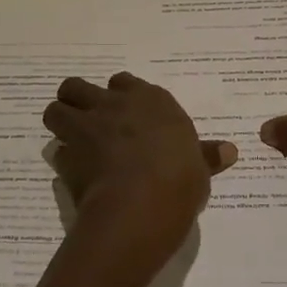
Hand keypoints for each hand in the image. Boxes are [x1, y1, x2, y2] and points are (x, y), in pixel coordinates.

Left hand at [42, 72, 237, 274]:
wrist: (141, 204)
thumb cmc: (179, 179)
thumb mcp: (199, 167)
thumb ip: (206, 155)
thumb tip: (230, 151)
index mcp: (148, 100)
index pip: (123, 81)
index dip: (119, 96)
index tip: (123, 112)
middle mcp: (112, 105)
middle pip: (77, 86)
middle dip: (77, 100)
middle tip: (87, 121)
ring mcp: (85, 127)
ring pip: (56, 109)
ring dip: (61, 123)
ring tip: (71, 141)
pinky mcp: (67, 156)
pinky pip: (58, 153)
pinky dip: (64, 162)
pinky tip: (75, 176)